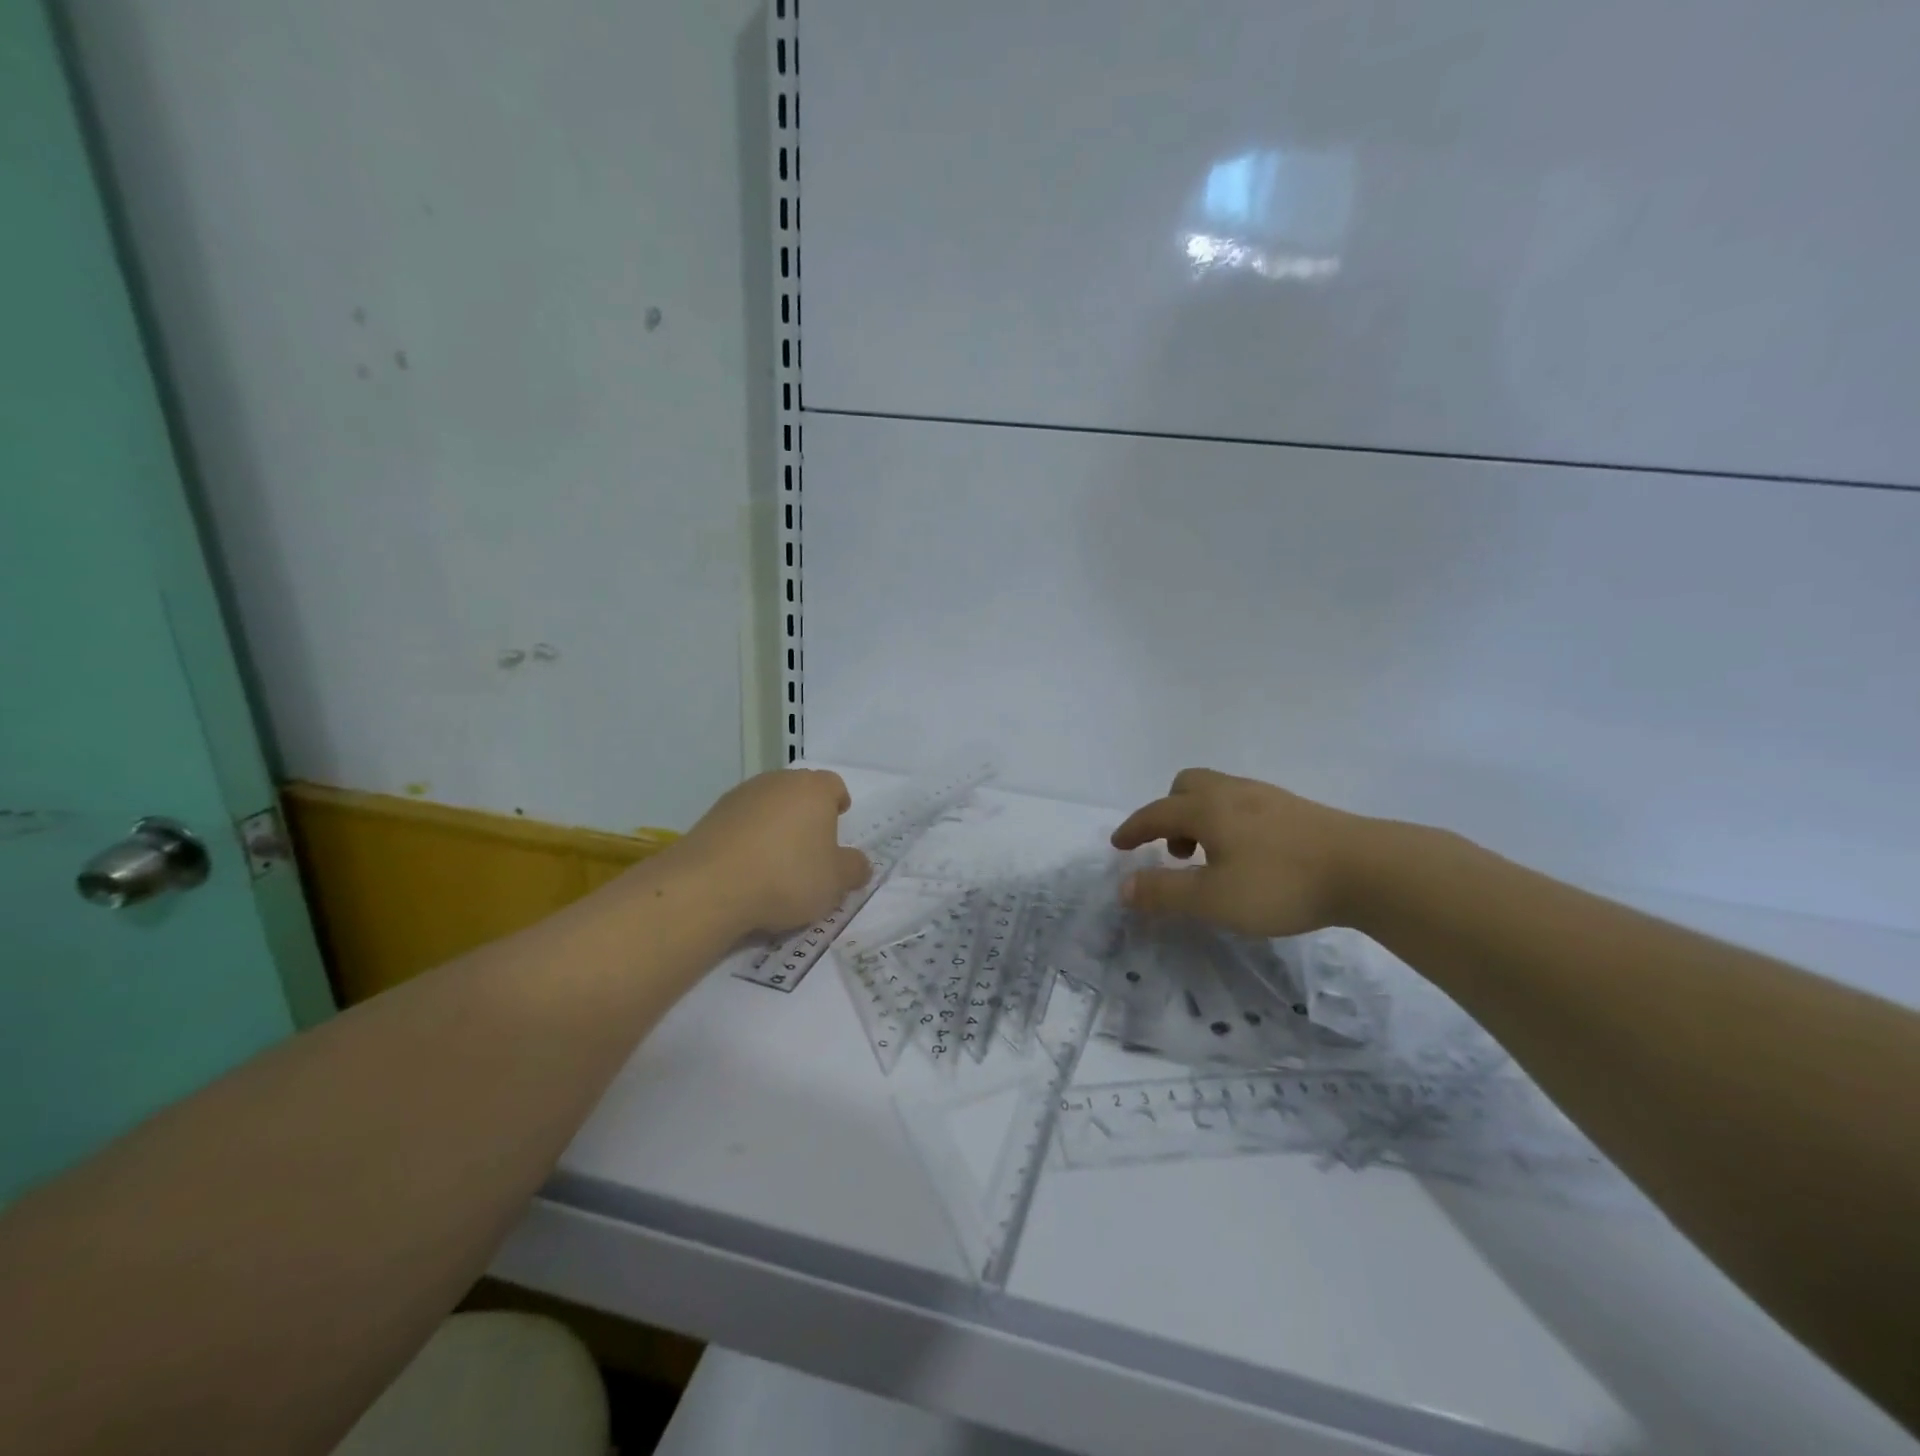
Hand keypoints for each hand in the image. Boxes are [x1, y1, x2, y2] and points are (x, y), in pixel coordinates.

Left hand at [676, 770, 871, 935]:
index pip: (834, 785)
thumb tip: (858, 863)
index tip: (838, 822)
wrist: (709, 886)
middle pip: (799, 791)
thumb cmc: (787, 876)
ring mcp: (740, 796)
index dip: (838, 802)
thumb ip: (854, 869)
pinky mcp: (711, 816)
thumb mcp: (835, 882)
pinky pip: (741, 823)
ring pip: (767, 805)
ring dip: (775, 825)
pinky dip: (748, 838)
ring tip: (776, 860)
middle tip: (811, 845)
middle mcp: (777, 782)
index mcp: (813, 789)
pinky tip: (747, 867)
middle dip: (807, 813)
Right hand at [1109, 768, 1374, 936]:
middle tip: (1174, 850)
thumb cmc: (1281, 883)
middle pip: (1186, 786)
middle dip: (1169, 813)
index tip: (1118, 844)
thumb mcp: (1214, 899)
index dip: (1133, 829)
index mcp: (1206, 809)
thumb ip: (1165, 893)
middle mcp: (1232, 793)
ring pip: (1218, 793)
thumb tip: (1123, 887)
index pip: (1156, 813)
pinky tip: (1249, 855)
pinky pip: (1244, 804)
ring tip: (1211, 859)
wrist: (1368, 869)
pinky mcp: (1295, 809)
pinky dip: (1229, 822)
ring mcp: (1267, 797)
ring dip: (1200, 819)